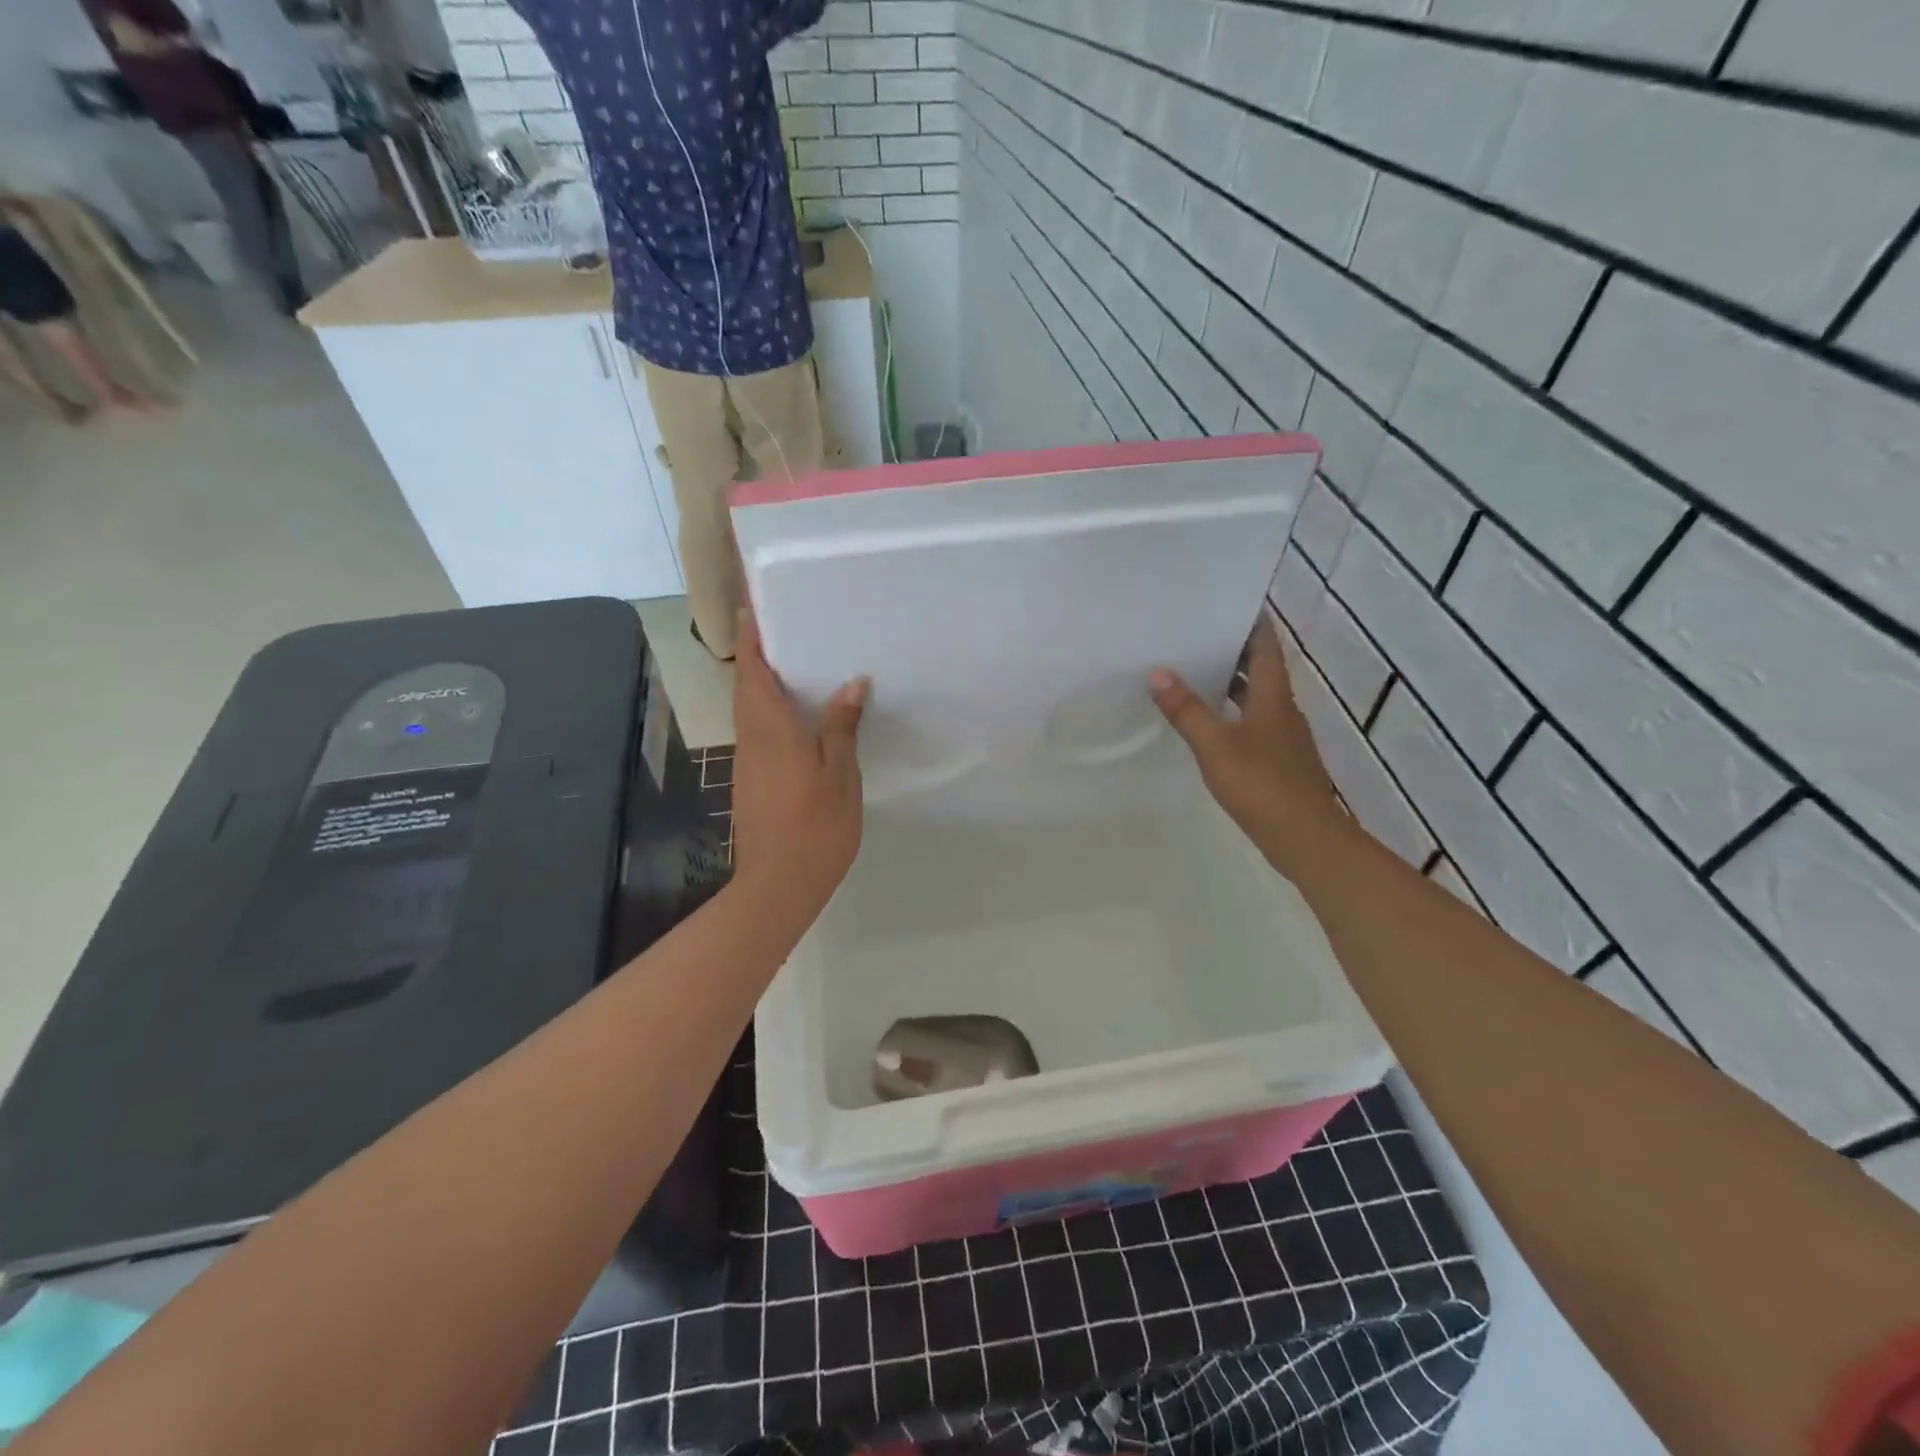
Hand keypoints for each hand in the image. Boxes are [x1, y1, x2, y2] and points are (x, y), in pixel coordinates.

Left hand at [729, 610, 868, 917]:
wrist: (779, 883)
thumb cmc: (816, 825)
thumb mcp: (839, 774)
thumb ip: (842, 726)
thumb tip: (852, 683)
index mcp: (771, 729)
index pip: (753, 671)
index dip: (751, 638)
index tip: (752, 606)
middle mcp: (751, 738)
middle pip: (746, 686)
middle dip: (755, 654)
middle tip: (783, 628)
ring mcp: (747, 762)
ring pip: (749, 709)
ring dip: (762, 682)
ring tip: (794, 663)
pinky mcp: (750, 781)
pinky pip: (756, 731)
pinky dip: (768, 711)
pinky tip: (797, 716)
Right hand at [1149, 616, 1340, 859]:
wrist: (1306, 837)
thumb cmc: (1263, 784)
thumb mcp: (1216, 746)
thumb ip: (1187, 710)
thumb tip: (1158, 672)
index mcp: (1274, 697)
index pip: (1266, 647)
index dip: (1253, 622)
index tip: (1230, 602)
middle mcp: (1283, 710)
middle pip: (1262, 670)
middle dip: (1235, 651)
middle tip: (1198, 636)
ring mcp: (1284, 738)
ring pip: (1258, 698)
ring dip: (1233, 684)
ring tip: (1196, 674)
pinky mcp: (1279, 762)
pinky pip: (1255, 724)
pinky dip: (1234, 713)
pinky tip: (1210, 725)